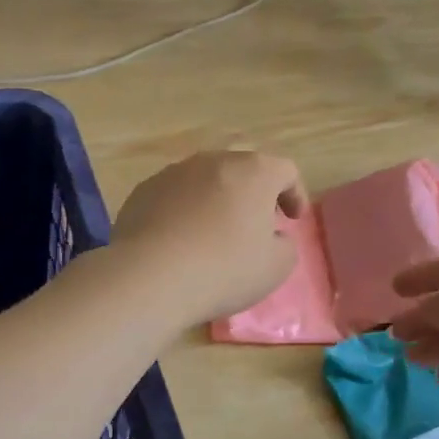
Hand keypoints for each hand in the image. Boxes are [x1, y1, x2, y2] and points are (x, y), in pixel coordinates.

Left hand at [112, 150, 309, 327]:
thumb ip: (285, 245)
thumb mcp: (276, 267)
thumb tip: (273, 236)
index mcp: (254, 172)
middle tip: (255, 225)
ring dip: (217, 200)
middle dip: (254, 194)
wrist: (149, 277)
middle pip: (243, 169)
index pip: (285, 171)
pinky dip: (184, 211)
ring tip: (214, 233)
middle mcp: (214, 161)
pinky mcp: (143, 190)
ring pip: (206, 180)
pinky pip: (175, 196)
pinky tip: (180, 241)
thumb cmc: (224, 269)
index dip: (294, 194)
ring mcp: (174, 172)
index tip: (292, 220)